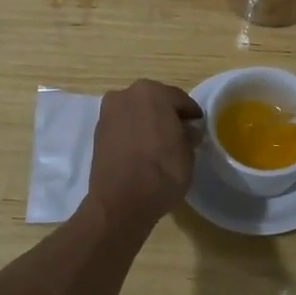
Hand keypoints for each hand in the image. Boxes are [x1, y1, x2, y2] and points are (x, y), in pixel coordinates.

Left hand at [85, 80, 201, 224]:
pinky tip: (142, 151)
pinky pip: (123, 127)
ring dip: (148, 123)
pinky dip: (133, 134)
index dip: (191, 114)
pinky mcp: (97, 133)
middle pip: (154, 101)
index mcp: (151, 91)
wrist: (120, 202)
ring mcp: (108, 113)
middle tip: (180, 134)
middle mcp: (126, 95)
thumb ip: (188, 134)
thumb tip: (187, 130)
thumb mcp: (188, 152)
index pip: (179, 99)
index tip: (198, 127)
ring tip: (160, 145)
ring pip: (136, 113)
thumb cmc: (162, 171)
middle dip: (167, 115)